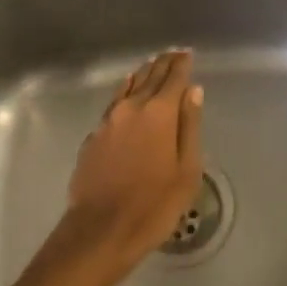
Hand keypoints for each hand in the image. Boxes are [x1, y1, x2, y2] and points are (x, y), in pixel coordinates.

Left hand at [57, 49, 203, 285]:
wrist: (99, 231)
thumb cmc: (153, 205)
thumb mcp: (186, 170)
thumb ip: (190, 126)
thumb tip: (193, 90)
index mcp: (159, 112)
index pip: (173, 77)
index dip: (182, 64)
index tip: (188, 53)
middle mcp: (132, 107)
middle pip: (150, 76)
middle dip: (164, 63)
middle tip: (174, 54)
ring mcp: (109, 120)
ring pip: (129, 86)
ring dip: (143, 74)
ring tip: (152, 66)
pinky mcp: (93, 136)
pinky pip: (114, 102)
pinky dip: (125, 91)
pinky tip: (126, 92)